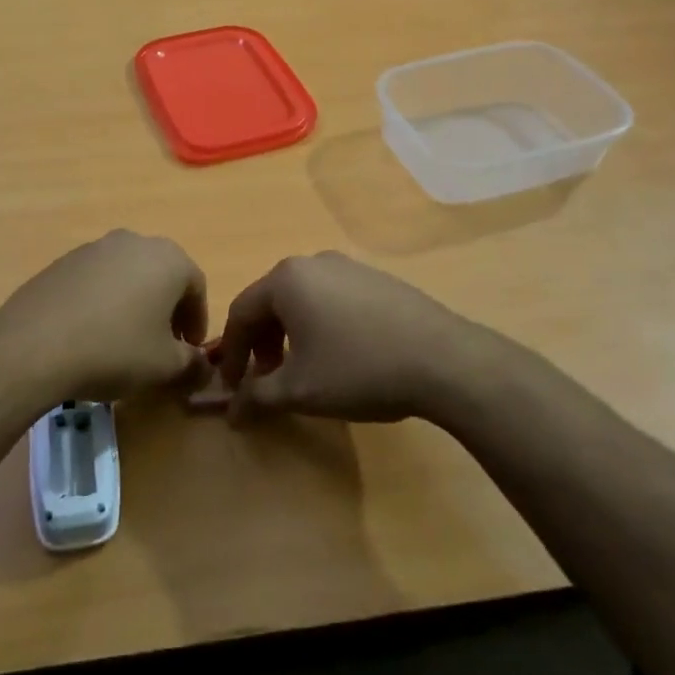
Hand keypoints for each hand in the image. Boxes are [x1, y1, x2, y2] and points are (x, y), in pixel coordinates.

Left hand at [0, 231, 208, 401]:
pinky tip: (91, 333)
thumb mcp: (165, 367)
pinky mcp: (63, 261)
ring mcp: (95, 248)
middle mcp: (134, 242)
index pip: (197, 286)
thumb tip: (201, 365)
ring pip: (128, 275)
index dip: (197, 320)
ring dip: (134, 303)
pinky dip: (103, 302)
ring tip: (125, 340)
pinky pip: (96, 280)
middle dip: (167, 309)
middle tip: (162, 344)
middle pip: (162, 275)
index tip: (190, 349)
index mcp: (168, 258)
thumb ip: (192, 363)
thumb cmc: (115, 350)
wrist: (35, 345)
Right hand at [216, 252, 510, 424]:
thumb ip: (257, 397)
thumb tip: (231, 412)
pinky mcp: (378, 280)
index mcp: (286, 279)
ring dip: (292, 335)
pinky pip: (333, 299)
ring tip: (304, 370)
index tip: (233, 387)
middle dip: (263, 344)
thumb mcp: (300, 390)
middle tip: (268, 380)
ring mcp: (350, 267)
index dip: (232, 353)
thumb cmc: (358, 369)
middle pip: (271, 302)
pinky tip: (342, 356)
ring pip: (303, 300)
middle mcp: (313, 262)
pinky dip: (322, 325)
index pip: (241, 313)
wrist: (444, 360)